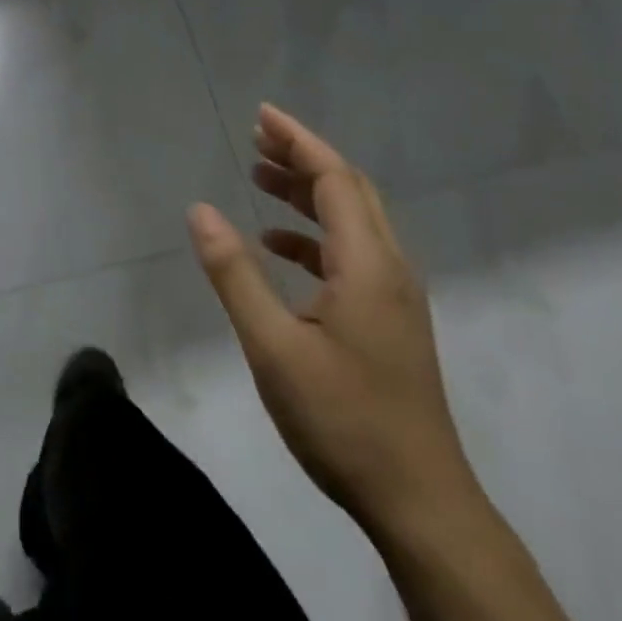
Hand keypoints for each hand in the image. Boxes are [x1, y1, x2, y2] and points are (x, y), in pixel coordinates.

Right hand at [187, 104, 473, 538]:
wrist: (421, 505)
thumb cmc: (343, 420)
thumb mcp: (273, 346)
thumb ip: (235, 273)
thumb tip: (200, 209)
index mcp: (368, 263)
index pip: (334, 178)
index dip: (298, 140)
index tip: (261, 115)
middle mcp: (389, 267)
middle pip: (349, 189)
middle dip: (303, 155)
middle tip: (257, 136)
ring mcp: (394, 295)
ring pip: (352, 219)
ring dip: (307, 192)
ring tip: (260, 176)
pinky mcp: (390, 319)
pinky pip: (352, 253)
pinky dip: (314, 234)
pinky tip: (277, 245)